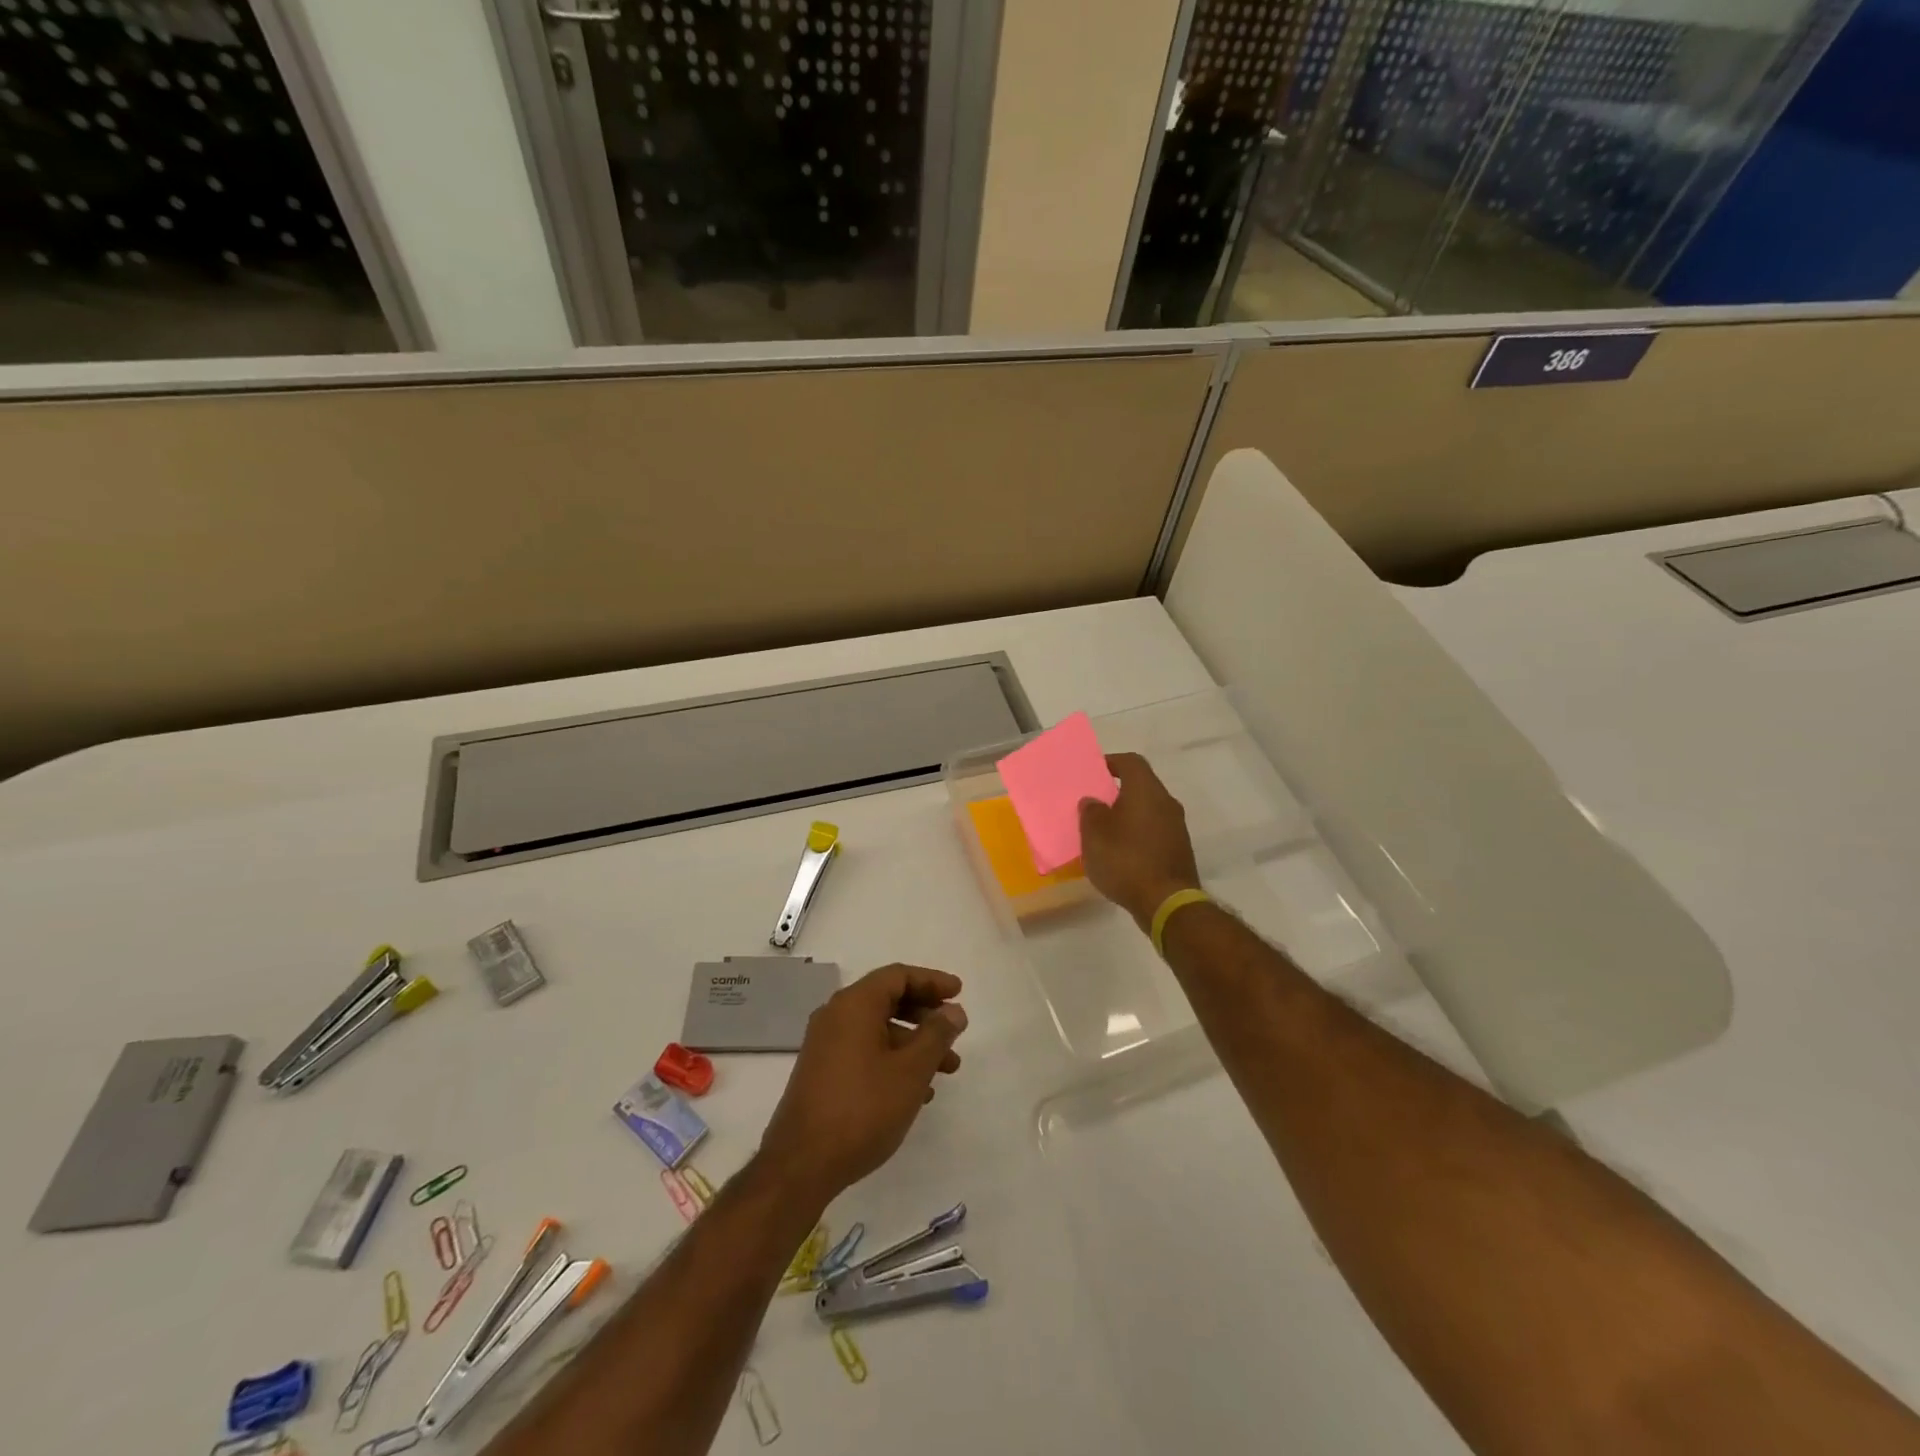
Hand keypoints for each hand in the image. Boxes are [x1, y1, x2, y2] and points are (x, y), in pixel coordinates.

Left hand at [760, 964, 966, 1203]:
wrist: (801, 1165)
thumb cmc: (862, 1109)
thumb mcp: (911, 1071)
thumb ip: (936, 1035)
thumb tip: (953, 1011)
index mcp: (854, 1005)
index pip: (897, 976)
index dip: (931, 981)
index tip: (959, 993)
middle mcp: (835, 1016)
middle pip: (887, 999)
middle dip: (925, 1014)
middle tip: (954, 1030)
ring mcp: (825, 1045)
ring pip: (878, 1029)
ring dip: (914, 1043)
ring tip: (947, 1069)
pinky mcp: (822, 1073)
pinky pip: (864, 1051)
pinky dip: (893, 1059)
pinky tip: (917, 1090)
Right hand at [1078, 752, 1201, 930]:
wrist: (1166, 902)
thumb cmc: (1125, 860)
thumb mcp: (1094, 835)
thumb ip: (1090, 812)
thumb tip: (1093, 801)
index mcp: (1146, 790)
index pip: (1131, 762)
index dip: (1111, 762)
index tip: (1093, 772)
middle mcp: (1166, 802)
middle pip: (1141, 786)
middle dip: (1117, 793)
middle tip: (1094, 804)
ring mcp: (1177, 827)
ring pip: (1148, 811)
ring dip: (1128, 816)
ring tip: (1104, 831)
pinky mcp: (1179, 850)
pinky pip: (1154, 832)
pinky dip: (1137, 835)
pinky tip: (1121, 854)